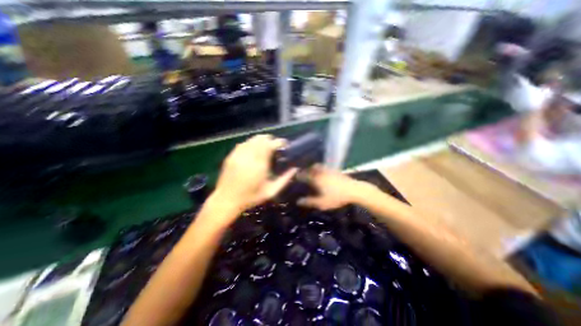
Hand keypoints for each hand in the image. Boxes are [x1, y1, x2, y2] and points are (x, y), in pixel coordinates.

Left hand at [210, 133, 298, 213]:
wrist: (226, 200)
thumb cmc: (251, 198)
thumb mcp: (271, 192)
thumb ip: (284, 179)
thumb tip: (295, 169)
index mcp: (260, 165)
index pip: (270, 145)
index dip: (278, 142)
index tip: (284, 143)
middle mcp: (249, 157)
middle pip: (261, 139)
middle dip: (270, 139)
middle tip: (276, 145)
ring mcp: (238, 155)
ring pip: (251, 140)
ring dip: (261, 140)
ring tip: (266, 144)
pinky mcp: (231, 156)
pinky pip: (243, 144)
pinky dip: (250, 143)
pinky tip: (253, 148)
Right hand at [300, 164, 366, 209]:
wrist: (354, 190)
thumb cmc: (337, 197)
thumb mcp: (322, 203)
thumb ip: (309, 202)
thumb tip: (298, 201)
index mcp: (316, 178)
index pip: (303, 175)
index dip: (298, 176)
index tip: (294, 178)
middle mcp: (320, 172)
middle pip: (310, 168)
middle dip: (305, 171)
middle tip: (302, 175)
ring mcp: (328, 169)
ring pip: (317, 166)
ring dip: (312, 168)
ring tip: (311, 173)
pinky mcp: (334, 170)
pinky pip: (324, 167)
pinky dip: (320, 168)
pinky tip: (322, 173)